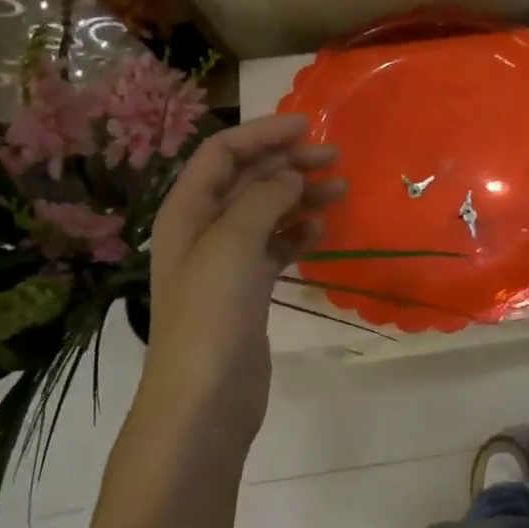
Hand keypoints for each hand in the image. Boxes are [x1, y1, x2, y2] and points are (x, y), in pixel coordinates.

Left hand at [141, 114, 343, 431]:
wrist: (204, 400)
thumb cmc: (211, 316)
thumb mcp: (233, 245)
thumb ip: (262, 199)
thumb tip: (291, 175)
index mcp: (188, 211)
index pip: (223, 153)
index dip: (263, 133)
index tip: (308, 126)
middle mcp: (204, 229)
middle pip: (247, 179)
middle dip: (288, 162)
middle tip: (334, 159)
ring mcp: (227, 261)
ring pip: (267, 211)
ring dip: (300, 195)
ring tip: (340, 191)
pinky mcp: (248, 289)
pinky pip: (276, 246)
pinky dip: (298, 233)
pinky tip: (322, 231)